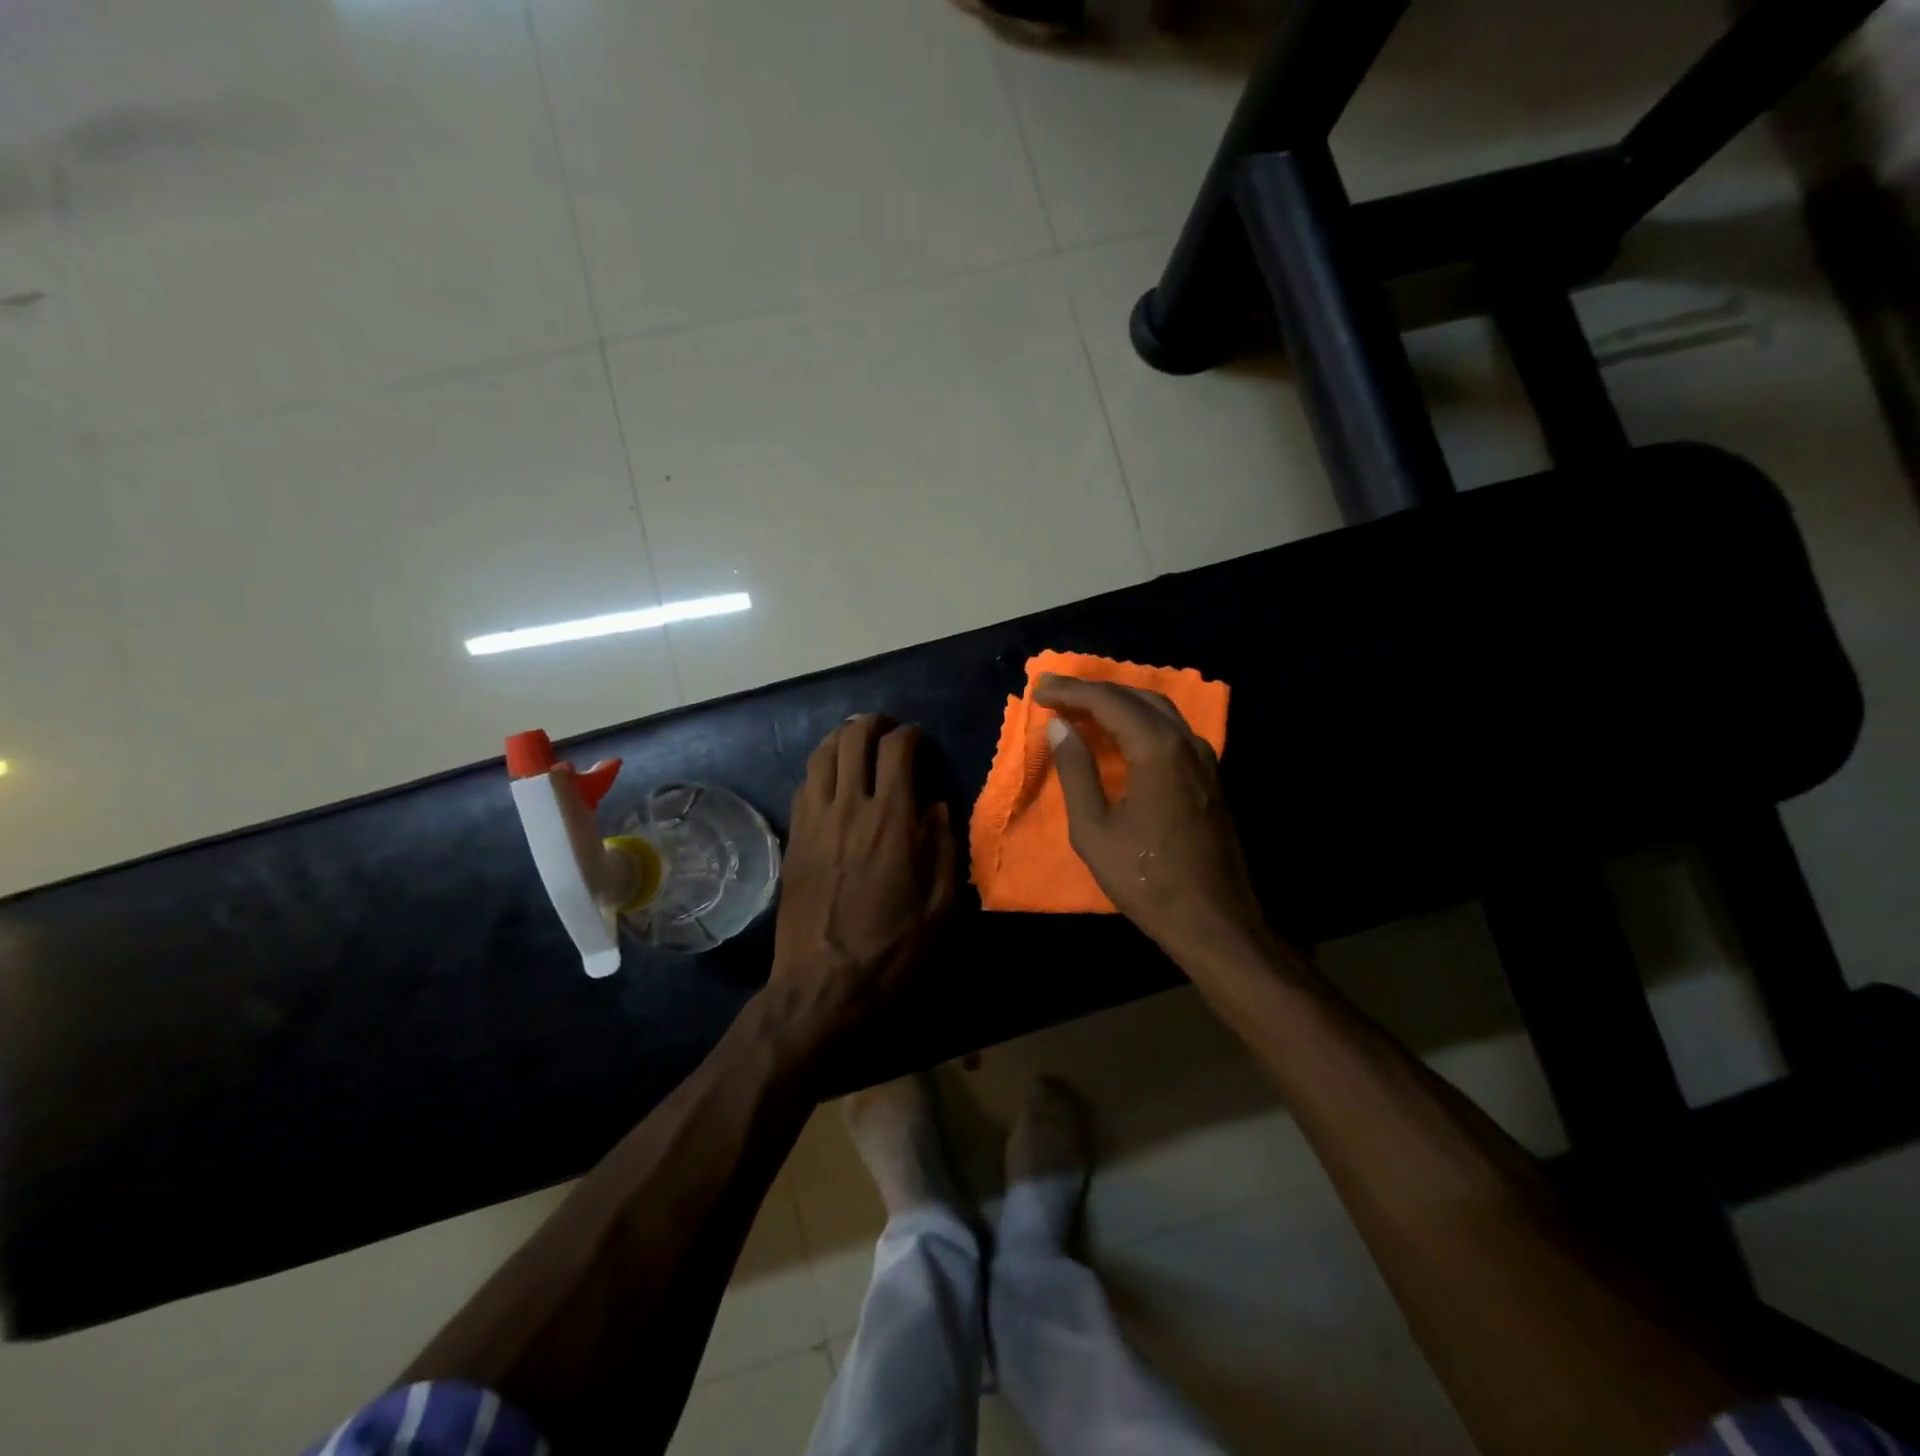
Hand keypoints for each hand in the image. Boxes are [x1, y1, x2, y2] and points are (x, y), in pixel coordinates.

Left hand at [768, 714, 957, 1050]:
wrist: (824, 985)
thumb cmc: (892, 948)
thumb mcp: (939, 904)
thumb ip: (942, 846)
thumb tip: (935, 807)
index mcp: (890, 819)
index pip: (897, 749)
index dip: (911, 735)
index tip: (920, 741)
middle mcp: (848, 807)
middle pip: (853, 739)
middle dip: (873, 724)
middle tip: (887, 730)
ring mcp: (814, 820)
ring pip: (821, 755)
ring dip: (841, 739)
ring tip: (857, 742)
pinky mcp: (793, 838)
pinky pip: (805, 785)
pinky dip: (821, 769)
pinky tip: (832, 780)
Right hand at [1034, 673, 1266, 960]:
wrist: (1213, 921)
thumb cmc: (1146, 880)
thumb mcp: (1094, 830)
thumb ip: (1076, 772)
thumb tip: (1059, 727)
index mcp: (1158, 750)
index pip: (1109, 701)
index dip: (1071, 692)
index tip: (1039, 689)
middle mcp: (1186, 742)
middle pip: (1136, 696)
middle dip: (1093, 690)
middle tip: (1054, 694)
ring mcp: (1204, 757)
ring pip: (1158, 710)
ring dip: (1118, 702)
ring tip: (1080, 707)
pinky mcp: (1210, 775)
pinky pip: (1171, 730)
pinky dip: (1139, 720)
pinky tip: (1119, 733)